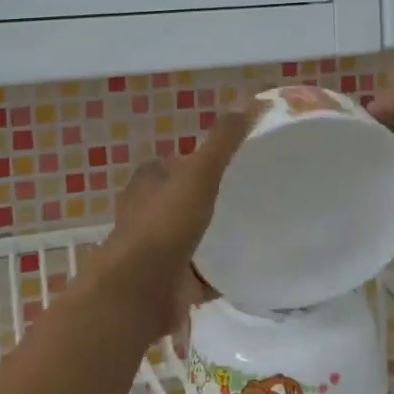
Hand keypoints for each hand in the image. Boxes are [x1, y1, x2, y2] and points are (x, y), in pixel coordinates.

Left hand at [95, 110, 256, 342]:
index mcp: (148, 182)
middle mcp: (147, 213)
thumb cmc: (164, 225)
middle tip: (251, 196)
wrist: (138, 292)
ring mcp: (156, 251)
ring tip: (255, 230)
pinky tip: (248, 270)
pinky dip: (219, 273)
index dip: (200, 160)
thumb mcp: (199, 173)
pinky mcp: (169, 283)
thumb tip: (256, 100)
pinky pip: (200, 274)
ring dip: (214, 236)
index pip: (175, 162)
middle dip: (208, 199)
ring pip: (190, 237)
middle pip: (183, 199)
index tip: (236, 163)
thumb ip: (224, 140)